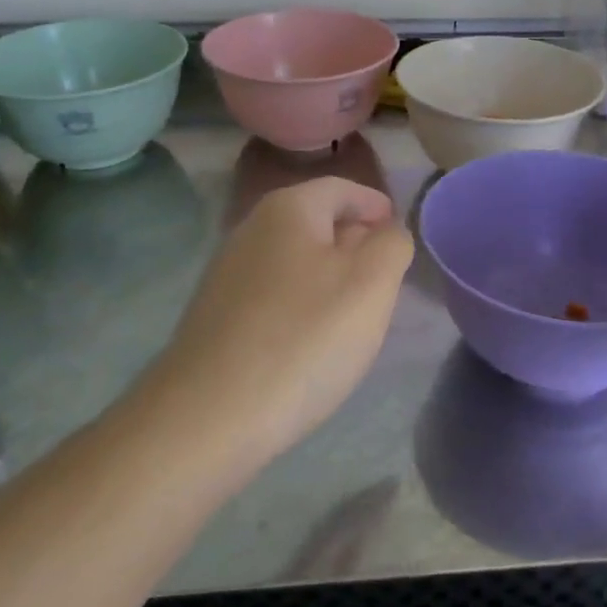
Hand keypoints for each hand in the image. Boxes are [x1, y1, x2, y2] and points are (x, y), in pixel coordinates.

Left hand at [148, 177, 413, 463]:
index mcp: (289, 208)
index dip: (375, 206)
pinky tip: (310, 341)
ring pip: (295, 260)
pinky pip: (273, 294)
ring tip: (353, 315)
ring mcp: (227, 273)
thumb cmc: (303, 339)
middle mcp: (251, 229)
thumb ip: (392, 244)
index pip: (343, 189)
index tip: (398, 235)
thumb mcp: (371, 284)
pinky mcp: (216, 315)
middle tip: (384, 280)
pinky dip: (300, 305)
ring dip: (328, 277)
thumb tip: (386, 232)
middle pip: (317, 221)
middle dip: (354, 243)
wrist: (208, 417)